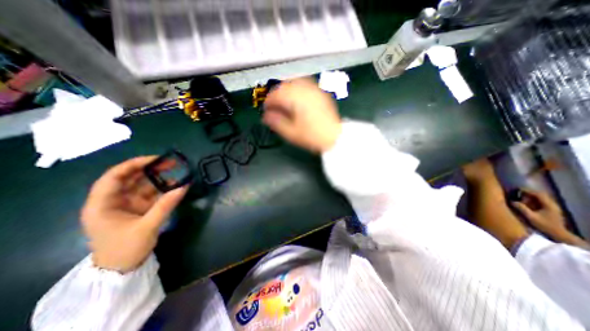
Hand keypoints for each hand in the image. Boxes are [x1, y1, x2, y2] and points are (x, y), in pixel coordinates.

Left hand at [80, 156, 185, 272]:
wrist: (122, 269)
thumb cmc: (125, 249)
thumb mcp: (147, 227)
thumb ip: (166, 205)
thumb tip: (184, 186)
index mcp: (102, 204)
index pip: (114, 177)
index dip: (134, 165)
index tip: (155, 159)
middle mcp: (113, 200)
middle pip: (130, 179)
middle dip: (150, 169)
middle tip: (171, 163)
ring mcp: (127, 204)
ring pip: (143, 185)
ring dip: (159, 178)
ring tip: (177, 172)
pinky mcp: (139, 209)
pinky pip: (152, 194)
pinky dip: (163, 189)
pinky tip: (175, 185)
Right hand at [263, 78, 340, 153]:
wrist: (334, 137)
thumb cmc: (312, 136)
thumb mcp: (291, 133)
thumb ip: (276, 122)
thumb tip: (266, 116)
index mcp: (297, 99)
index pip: (277, 94)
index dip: (268, 102)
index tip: (266, 110)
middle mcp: (305, 90)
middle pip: (285, 85)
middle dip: (276, 94)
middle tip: (274, 105)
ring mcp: (315, 89)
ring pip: (295, 81)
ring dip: (286, 88)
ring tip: (284, 100)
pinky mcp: (321, 92)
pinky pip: (306, 83)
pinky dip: (297, 87)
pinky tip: (297, 96)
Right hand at [512, 190, 566, 238]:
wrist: (558, 234)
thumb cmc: (544, 225)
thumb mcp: (531, 217)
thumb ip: (522, 208)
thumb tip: (512, 201)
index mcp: (549, 205)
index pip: (539, 194)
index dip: (528, 191)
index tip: (517, 189)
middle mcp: (552, 205)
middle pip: (540, 195)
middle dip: (529, 193)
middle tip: (518, 193)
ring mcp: (553, 208)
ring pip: (541, 199)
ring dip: (531, 197)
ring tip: (520, 197)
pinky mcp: (551, 210)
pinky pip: (541, 202)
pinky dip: (533, 201)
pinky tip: (527, 203)